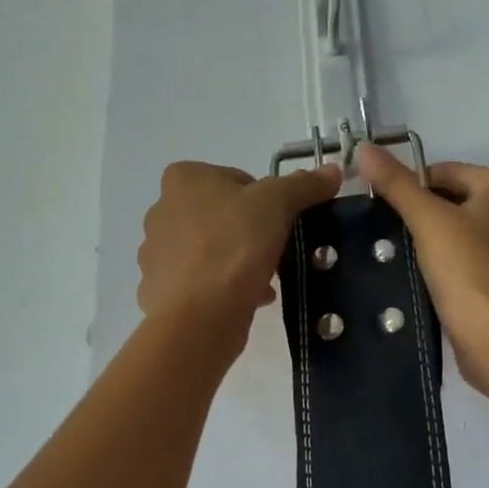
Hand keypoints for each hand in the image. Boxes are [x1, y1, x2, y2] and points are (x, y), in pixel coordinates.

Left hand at [137, 160, 342, 344]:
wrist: (199, 316)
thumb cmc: (234, 246)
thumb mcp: (277, 204)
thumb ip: (304, 185)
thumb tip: (332, 171)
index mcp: (183, 179)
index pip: (236, 179)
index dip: (265, 199)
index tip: (280, 222)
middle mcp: (162, 210)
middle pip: (223, 215)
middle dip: (251, 232)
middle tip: (276, 251)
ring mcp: (156, 253)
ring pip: (212, 249)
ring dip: (239, 261)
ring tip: (265, 279)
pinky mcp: (160, 291)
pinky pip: (202, 281)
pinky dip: (224, 287)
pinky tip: (248, 299)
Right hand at [356, 145, 488, 399]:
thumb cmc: (467, 268)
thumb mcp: (426, 219)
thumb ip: (395, 183)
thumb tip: (364, 147)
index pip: (445, 172)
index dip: (411, 188)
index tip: (384, 212)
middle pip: (455, 202)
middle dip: (423, 217)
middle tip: (392, 238)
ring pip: (464, 235)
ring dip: (436, 245)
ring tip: (406, 262)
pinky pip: (473, 265)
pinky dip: (452, 270)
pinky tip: (430, 285)